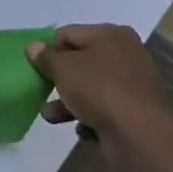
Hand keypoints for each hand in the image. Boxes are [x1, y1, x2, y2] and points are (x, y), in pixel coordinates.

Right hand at [27, 25, 172, 171]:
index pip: (68, 34)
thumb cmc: (98, 90)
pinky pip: (105, 109)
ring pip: (91, 87)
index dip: (49, 50)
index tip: (37, 68)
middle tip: (43, 91)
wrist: (139, 137)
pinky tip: (83, 129)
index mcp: (112, 35)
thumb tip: (34, 47)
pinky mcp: (137, 111)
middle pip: (80, 61)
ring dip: (68, 101)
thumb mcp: (62, 67)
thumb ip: (44, 56)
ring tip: (51, 116)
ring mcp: (134, 84)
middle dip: (59, 79)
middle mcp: (127, 54)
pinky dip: (91, 117)